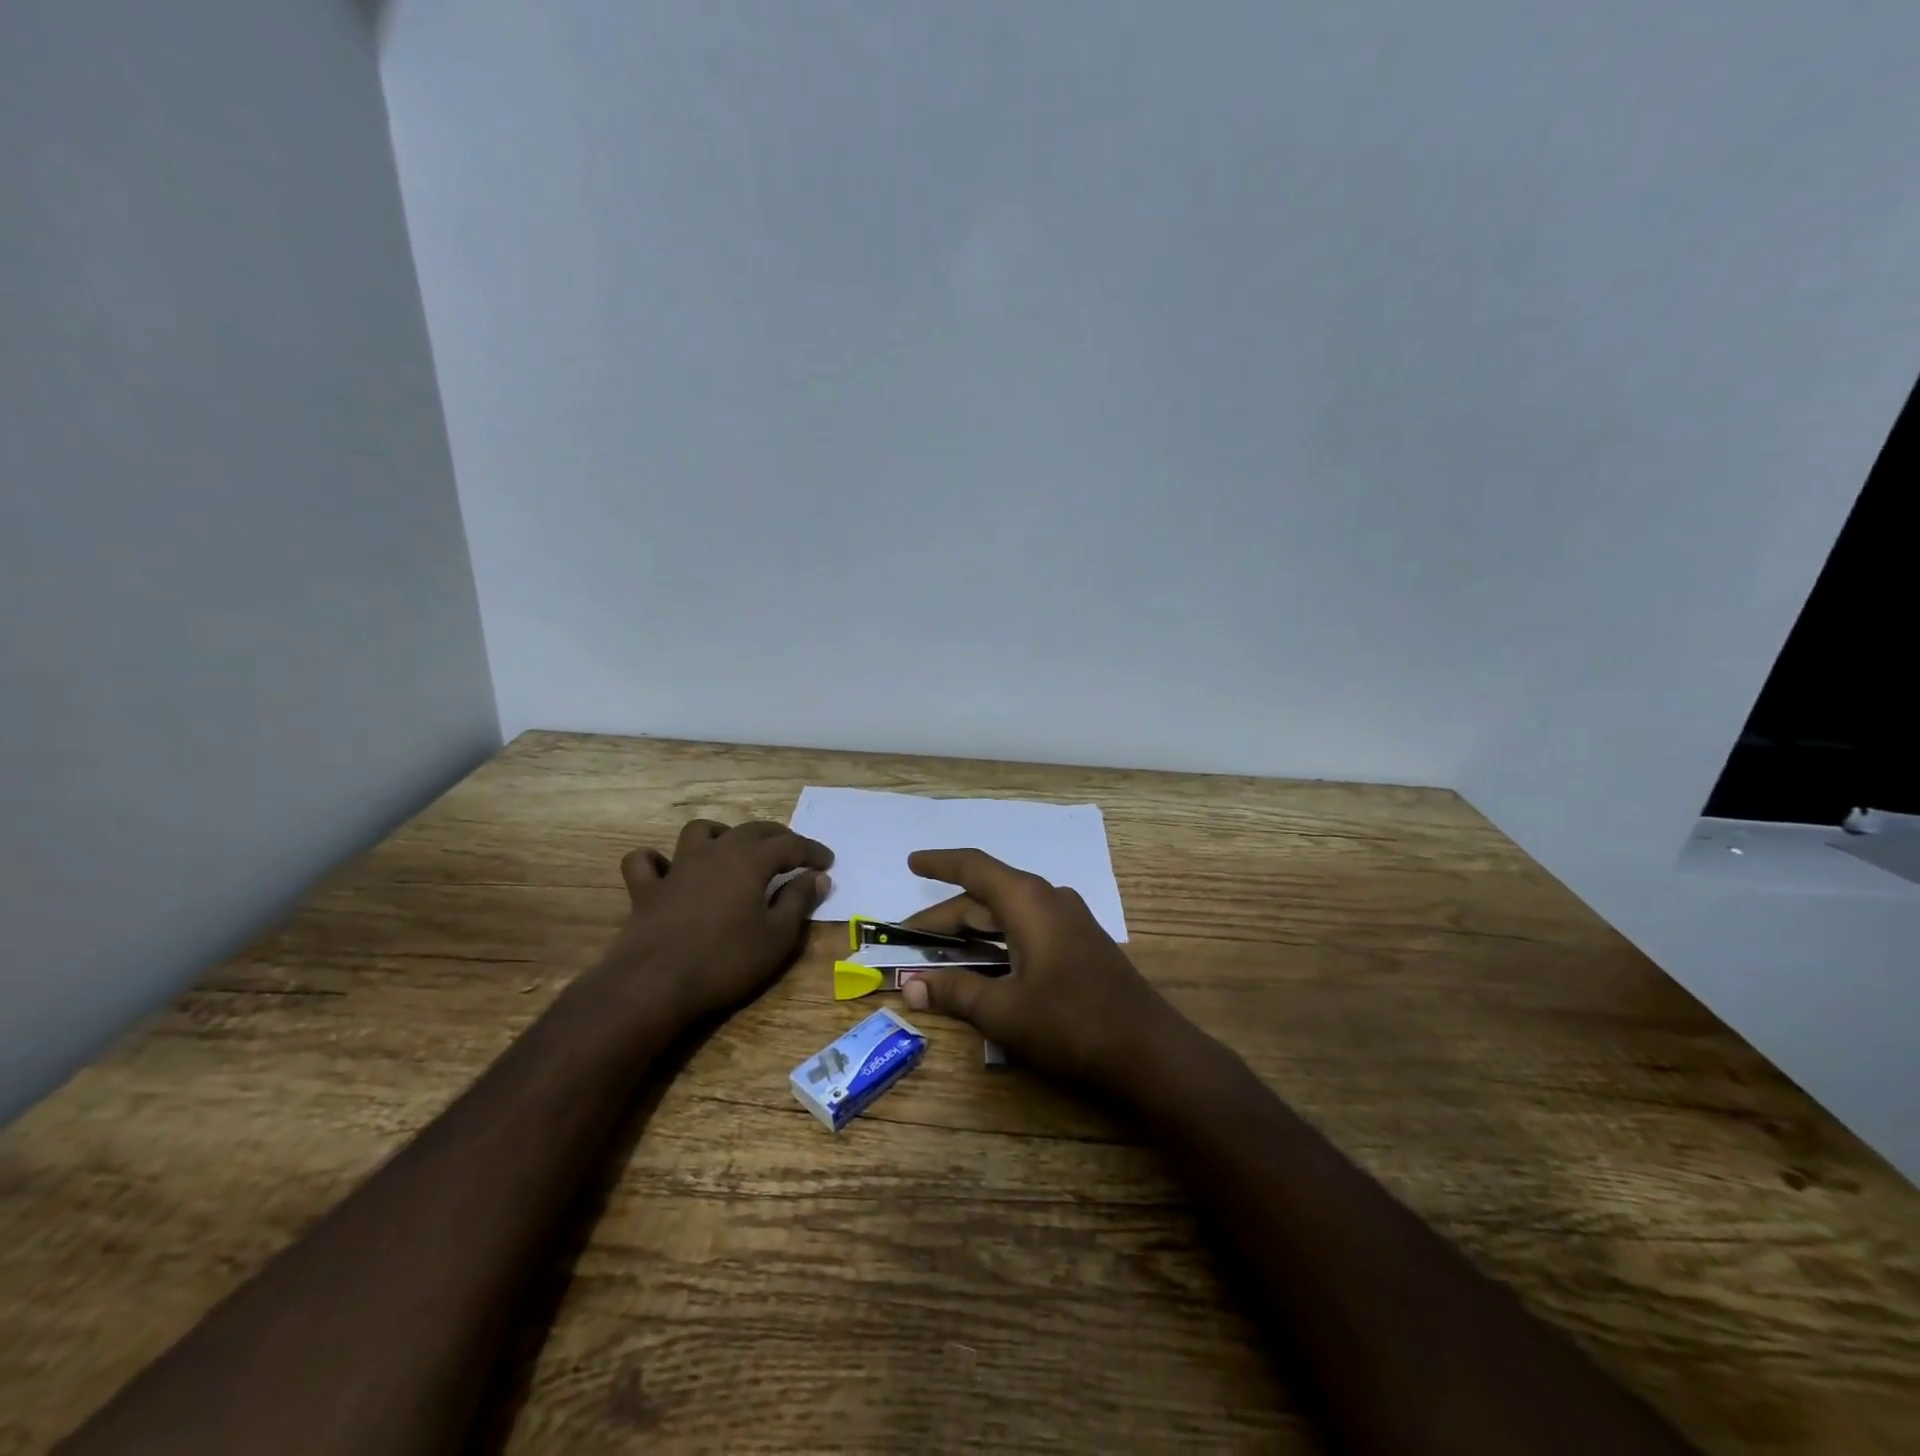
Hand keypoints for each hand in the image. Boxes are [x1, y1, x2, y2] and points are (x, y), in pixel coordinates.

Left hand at [596, 819, 831, 1025]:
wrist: (655, 984)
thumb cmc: (725, 961)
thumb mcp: (777, 937)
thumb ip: (799, 901)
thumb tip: (818, 877)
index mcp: (750, 860)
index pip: (790, 845)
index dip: (812, 851)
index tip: (827, 862)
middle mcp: (715, 852)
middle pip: (751, 830)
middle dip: (777, 837)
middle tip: (793, 853)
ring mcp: (677, 867)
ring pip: (699, 832)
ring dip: (721, 834)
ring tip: (733, 850)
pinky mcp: (647, 889)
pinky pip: (645, 862)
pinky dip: (657, 860)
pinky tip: (667, 870)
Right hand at [897, 848, 1186, 1092]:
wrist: (1148, 1049)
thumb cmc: (1070, 1022)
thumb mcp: (1004, 1010)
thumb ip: (955, 992)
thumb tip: (910, 987)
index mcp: (1028, 901)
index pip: (973, 868)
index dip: (939, 863)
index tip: (911, 862)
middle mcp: (1048, 899)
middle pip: (986, 896)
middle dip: (946, 916)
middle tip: (908, 937)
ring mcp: (1068, 920)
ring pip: (1007, 914)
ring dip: (971, 930)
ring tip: (938, 950)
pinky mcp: (1079, 943)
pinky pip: (1027, 928)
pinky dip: (997, 940)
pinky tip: (984, 962)